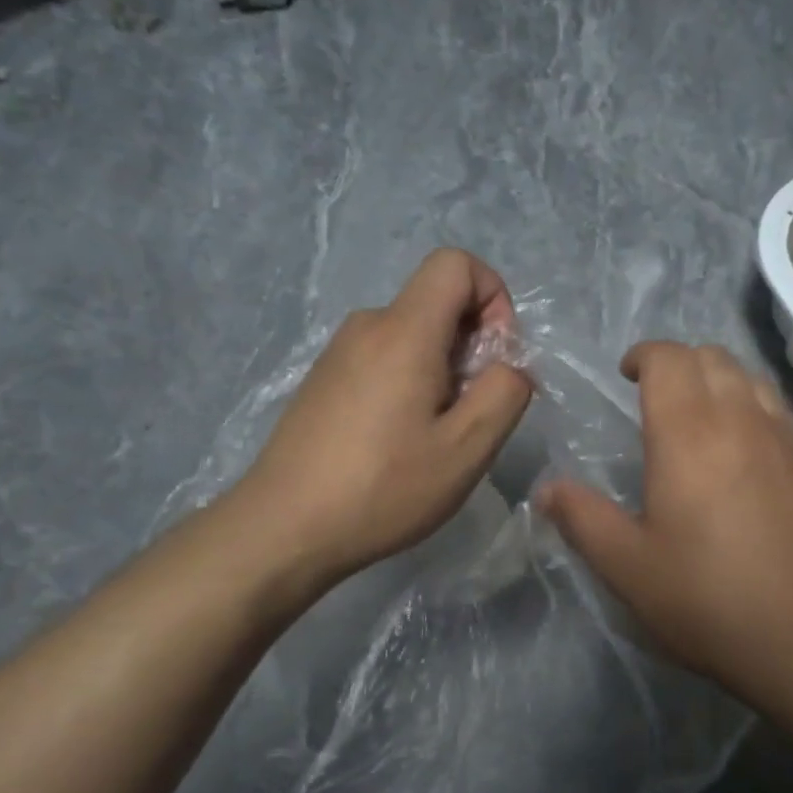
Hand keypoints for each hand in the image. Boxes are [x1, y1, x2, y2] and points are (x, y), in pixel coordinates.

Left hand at [233, 249, 533, 589]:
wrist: (283, 528)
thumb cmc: (383, 488)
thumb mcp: (467, 448)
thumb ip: (506, 393)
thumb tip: (509, 367)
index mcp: (404, 331)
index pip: (457, 264)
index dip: (494, 297)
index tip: (496, 356)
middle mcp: (367, 326)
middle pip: (438, 303)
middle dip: (473, 346)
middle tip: (469, 414)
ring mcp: (339, 352)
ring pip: (413, 335)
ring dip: (443, 371)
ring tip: (434, 436)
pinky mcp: (325, 380)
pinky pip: (385, 359)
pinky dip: (411, 384)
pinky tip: (398, 443)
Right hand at [537, 341, 792, 706]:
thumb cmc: (707, 598)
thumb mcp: (627, 566)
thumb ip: (582, 519)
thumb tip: (546, 490)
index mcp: (688, 433)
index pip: (668, 358)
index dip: (644, 356)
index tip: (626, 377)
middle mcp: (741, 418)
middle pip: (711, 356)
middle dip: (678, 363)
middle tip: (656, 397)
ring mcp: (786, 437)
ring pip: (750, 377)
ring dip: (718, 380)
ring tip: (700, 416)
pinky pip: (779, 409)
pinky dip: (753, 406)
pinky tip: (746, 449)